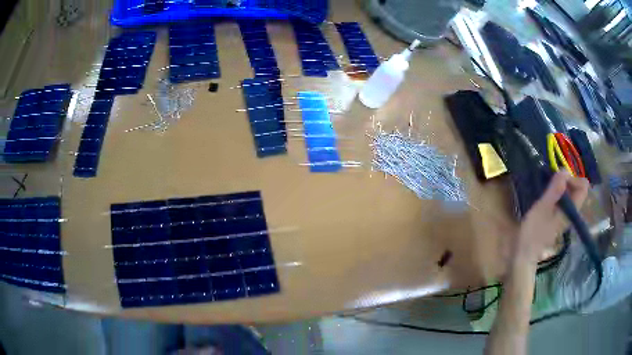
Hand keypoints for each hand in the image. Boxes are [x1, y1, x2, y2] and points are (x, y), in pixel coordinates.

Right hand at [512, 171, 589, 264]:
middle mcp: (572, 212)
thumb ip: (555, 190)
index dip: (573, 178)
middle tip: (552, 182)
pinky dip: (558, 193)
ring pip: (571, 193)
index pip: (583, 187)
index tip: (559, 179)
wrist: (525, 253)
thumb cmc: (533, 231)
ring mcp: (566, 215)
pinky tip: (548, 195)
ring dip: (562, 186)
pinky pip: (565, 199)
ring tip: (549, 187)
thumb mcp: (542, 208)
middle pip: (578, 189)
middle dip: (567, 180)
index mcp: (571, 210)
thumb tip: (565, 170)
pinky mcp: (559, 217)